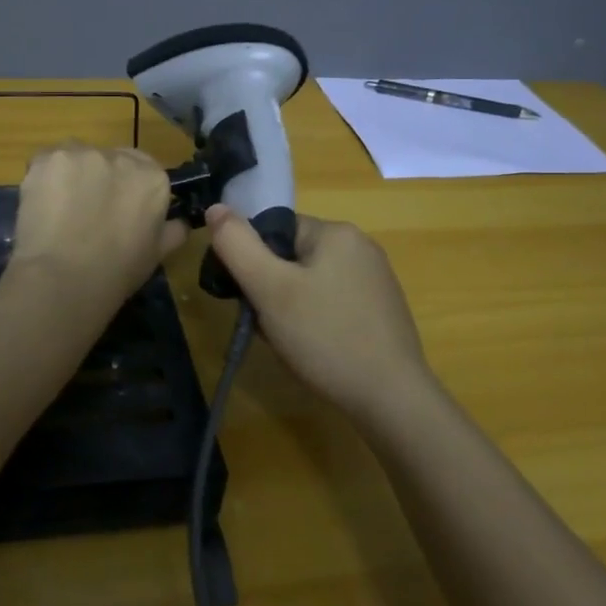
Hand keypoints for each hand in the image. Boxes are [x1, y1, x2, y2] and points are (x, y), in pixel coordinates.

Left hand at [4, 143, 185, 313]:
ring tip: (60, 211)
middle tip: (87, 213)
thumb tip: (181, 222)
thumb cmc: (117, 272)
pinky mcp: (46, 159)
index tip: (118, 210)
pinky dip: (44, 181)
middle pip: (109, 159)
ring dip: (72, 177)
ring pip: (76, 159)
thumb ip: (172, 230)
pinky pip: (45, 163)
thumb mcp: (157, 254)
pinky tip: (41, 206)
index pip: (145, 169)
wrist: (63, 278)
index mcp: (153, 178)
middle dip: (100, 180)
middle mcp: (120, 156)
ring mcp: (81, 154)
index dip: (128, 188)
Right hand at [206, 205, 433, 421]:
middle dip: (271, 289)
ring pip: (310, 283)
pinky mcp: (381, 309)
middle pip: (292, 257)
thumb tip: (214, 208)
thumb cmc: (325, 336)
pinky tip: (315, 349)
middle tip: (267, 326)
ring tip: (289, 342)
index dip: (253, 262)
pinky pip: (333, 302)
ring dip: (290, 308)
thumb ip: (237, 245)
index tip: (249, 297)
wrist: (391, 397)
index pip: (275, 230)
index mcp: (336, 232)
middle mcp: (360, 246)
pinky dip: (315, 321)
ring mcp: (375, 279)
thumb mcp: (270, 289)